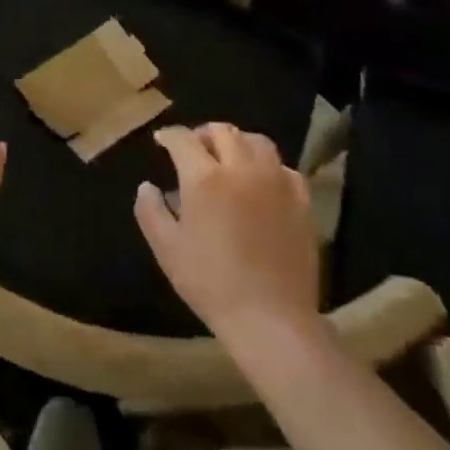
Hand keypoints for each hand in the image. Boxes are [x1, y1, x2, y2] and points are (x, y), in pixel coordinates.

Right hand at [135, 123, 319, 341]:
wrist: (270, 318)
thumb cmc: (210, 282)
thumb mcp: (166, 248)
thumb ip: (150, 210)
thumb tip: (147, 186)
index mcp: (204, 177)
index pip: (183, 139)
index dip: (169, 136)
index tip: (162, 141)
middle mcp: (241, 168)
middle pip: (222, 131)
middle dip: (202, 135)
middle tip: (193, 150)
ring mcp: (276, 182)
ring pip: (256, 141)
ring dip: (237, 143)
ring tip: (228, 160)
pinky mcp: (301, 201)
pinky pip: (283, 168)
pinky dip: (266, 166)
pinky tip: (259, 184)